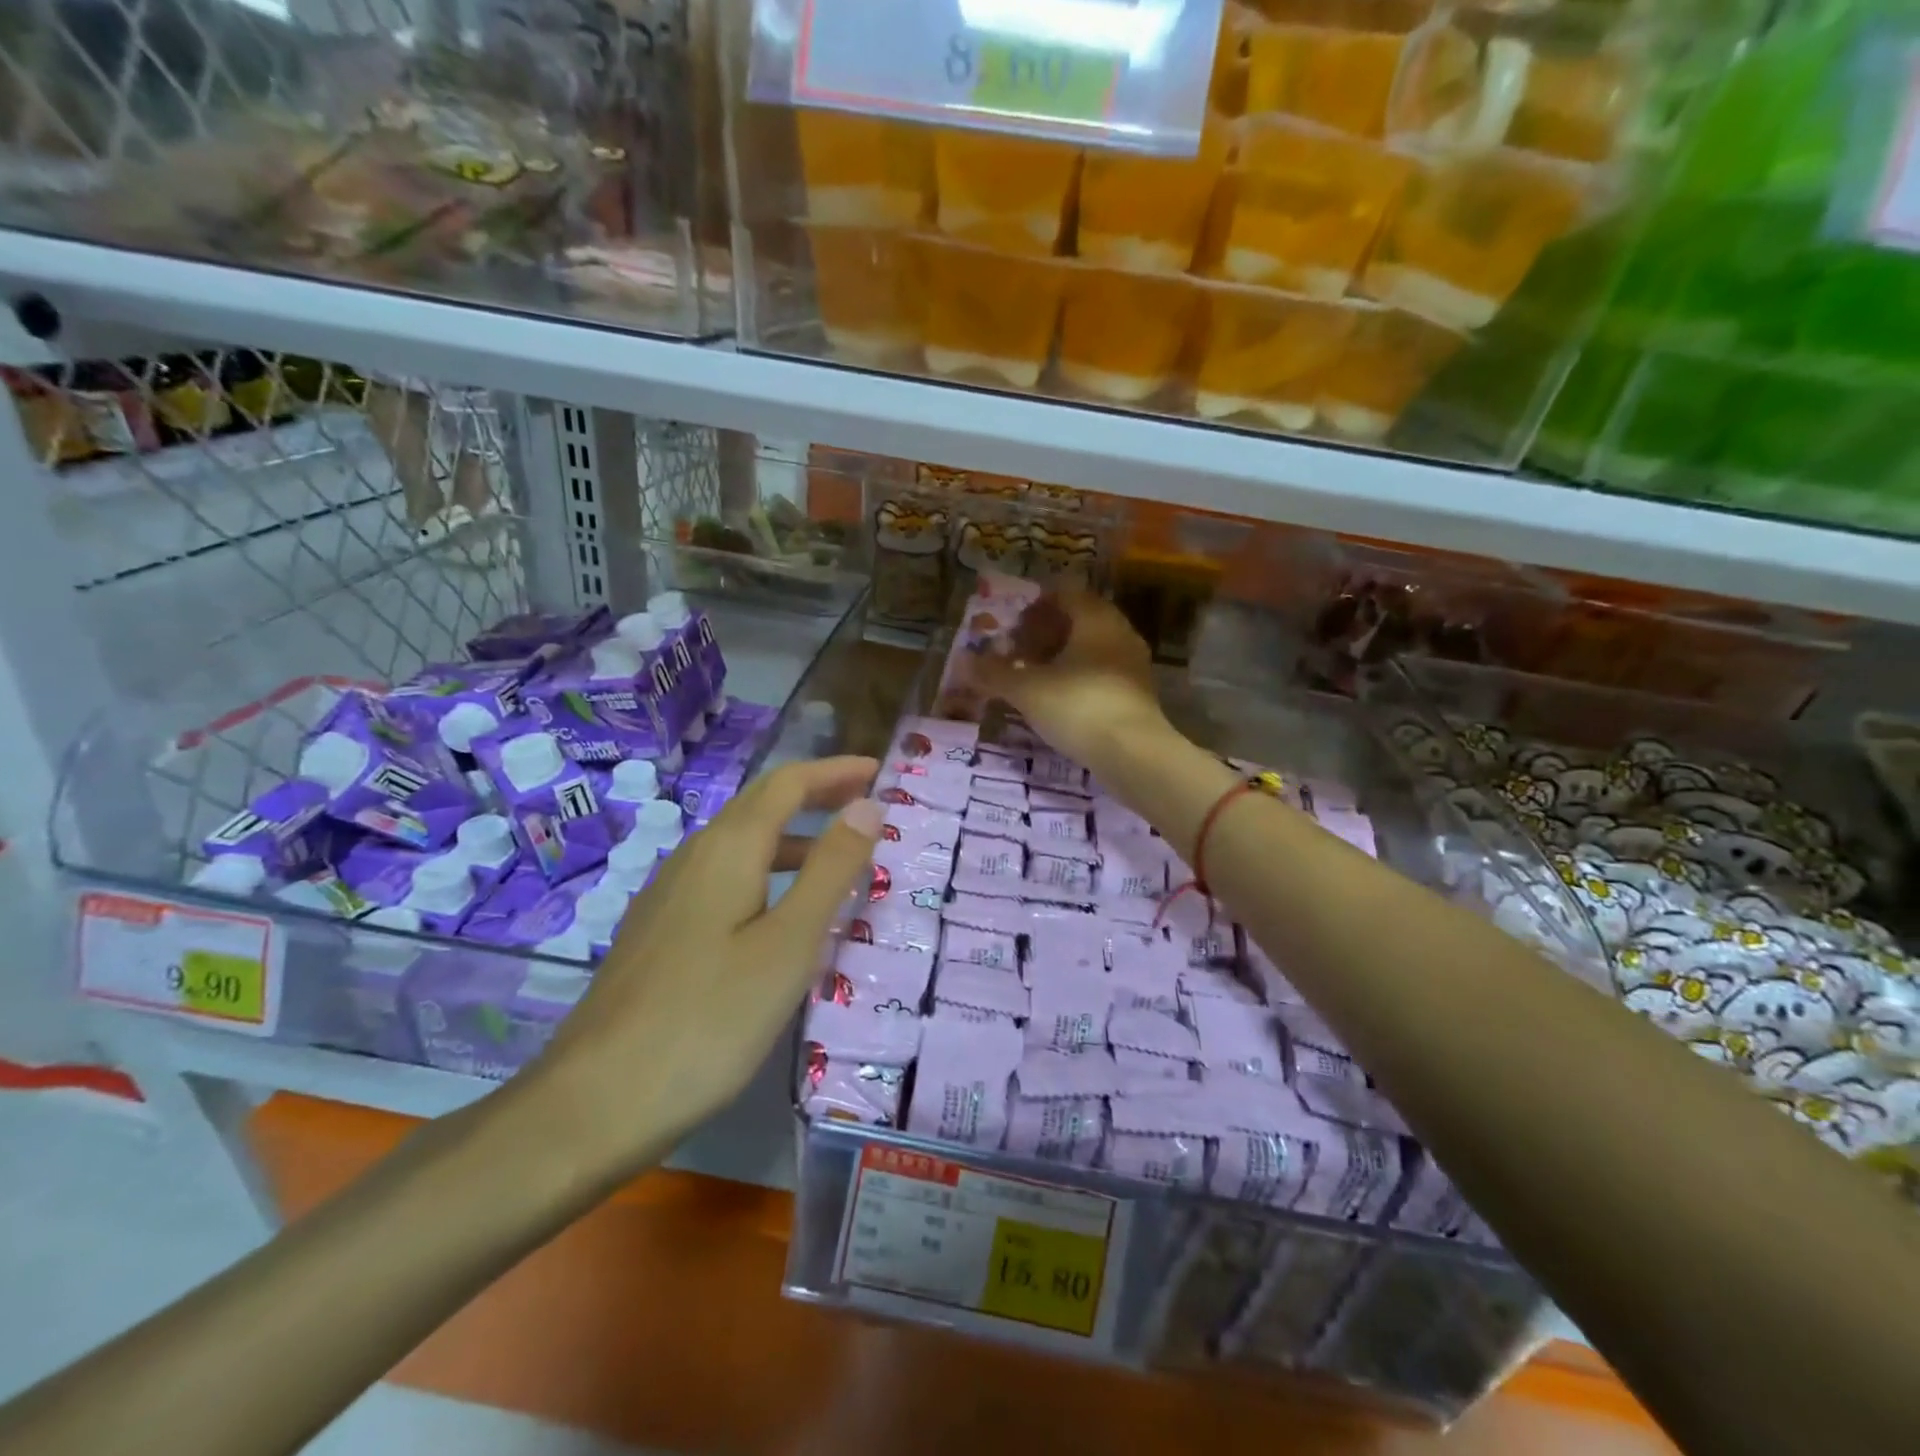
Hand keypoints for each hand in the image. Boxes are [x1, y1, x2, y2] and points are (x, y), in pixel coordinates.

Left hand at [526, 756, 882, 1179]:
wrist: (591, 1103)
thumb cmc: (708, 1020)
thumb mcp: (788, 944)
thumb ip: (830, 870)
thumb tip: (867, 805)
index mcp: (727, 849)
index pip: (788, 784)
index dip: (835, 771)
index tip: (880, 770)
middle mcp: (693, 857)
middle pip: (761, 805)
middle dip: (816, 795)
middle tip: (866, 804)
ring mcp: (668, 895)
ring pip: (740, 844)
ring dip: (792, 837)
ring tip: (836, 858)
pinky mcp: (658, 932)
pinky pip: (723, 878)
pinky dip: (766, 872)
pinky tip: (778, 912)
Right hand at [964, 590, 1167, 777]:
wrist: (1133, 754)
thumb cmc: (1078, 706)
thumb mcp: (1026, 690)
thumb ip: (994, 673)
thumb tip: (962, 661)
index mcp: (1095, 619)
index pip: (1066, 595)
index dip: (1036, 606)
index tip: (1014, 626)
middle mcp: (1119, 633)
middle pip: (1079, 622)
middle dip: (1046, 634)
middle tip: (1019, 652)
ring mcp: (1133, 665)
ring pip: (1091, 650)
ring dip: (1062, 659)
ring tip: (1034, 679)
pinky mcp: (1138, 695)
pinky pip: (1102, 674)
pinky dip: (1078, 680)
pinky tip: (1059, 702)